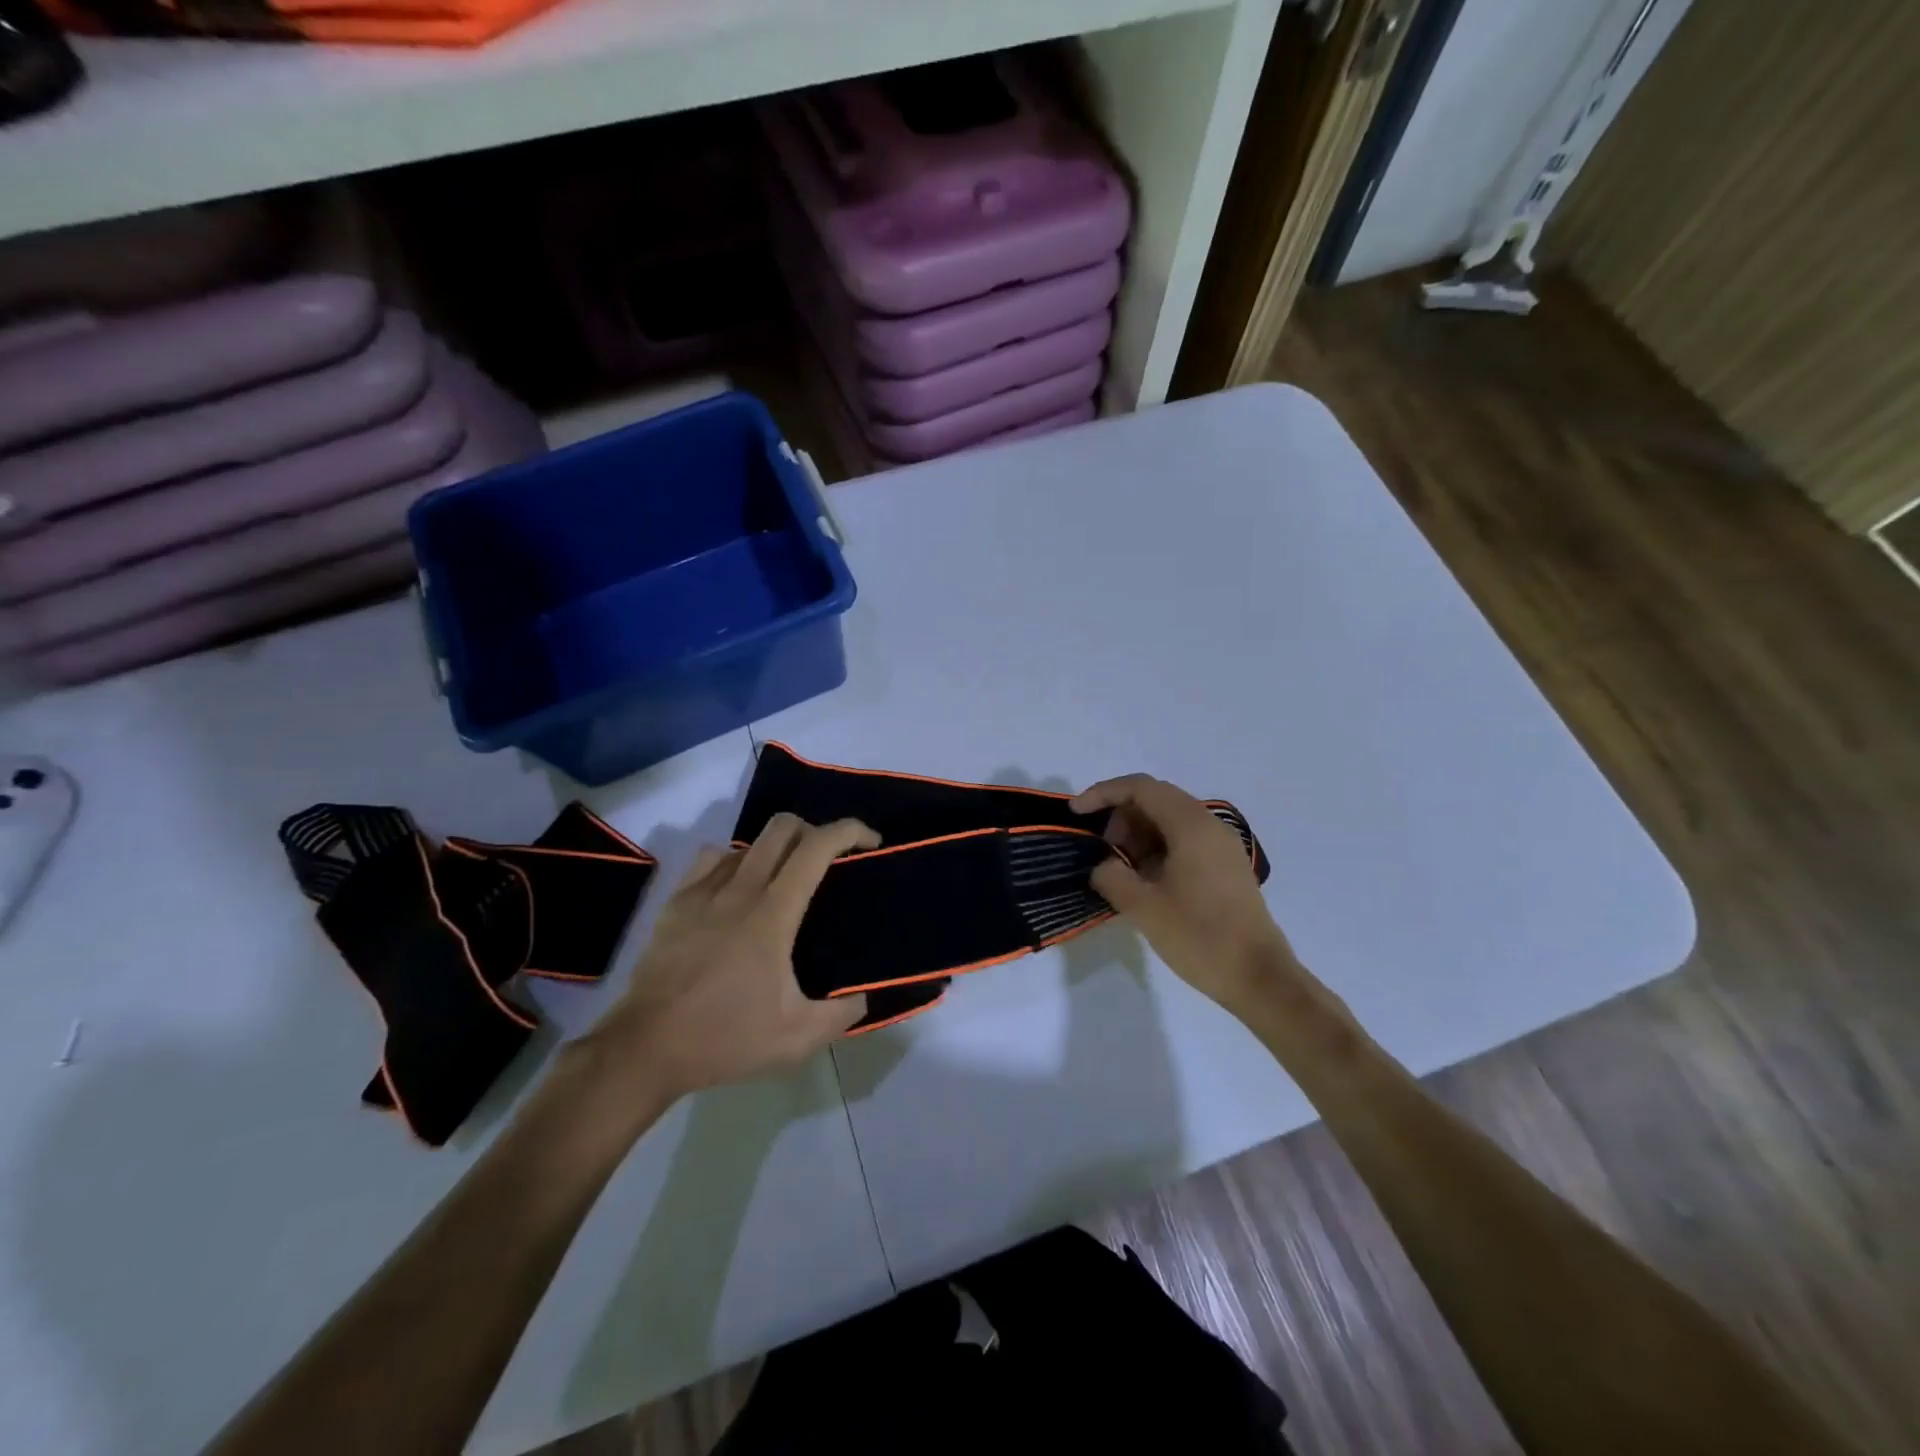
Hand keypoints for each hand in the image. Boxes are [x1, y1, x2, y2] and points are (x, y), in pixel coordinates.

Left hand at [587, 815, 875, 1106]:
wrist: (645, 1048)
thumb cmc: (724, 1038)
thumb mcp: (796, 1038)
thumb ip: (841, 1014)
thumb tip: (862, 996)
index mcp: (773, 913)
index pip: (817, 847)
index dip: (850, 831)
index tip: (871, 842)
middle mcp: (740, 889)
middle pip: (783, 827)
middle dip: (815, 830)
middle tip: (829, 861)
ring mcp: (703, 891)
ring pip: (748, 842)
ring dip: (776, 849)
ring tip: (784, 880)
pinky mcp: (676, 901)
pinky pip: (713, 858)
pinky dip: (735, 861)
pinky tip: (737, 890)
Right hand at [1072, 774, 1294, 1013]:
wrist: (1260, 978)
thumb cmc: (1200, 937)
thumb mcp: (1143, 908)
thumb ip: (1112, 876)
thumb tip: (1104, 866)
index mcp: (1191, 825)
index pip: (1140, 788)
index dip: (1102, 794)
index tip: (1075, 814)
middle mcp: (1209, 825)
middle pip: (1155, 799)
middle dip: (1120, 817)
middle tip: (1101, 851)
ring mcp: (1221, 846)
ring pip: (1169, 820)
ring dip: (1138, 835)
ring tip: (1120, 870)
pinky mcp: (1226, 867)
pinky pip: (1184, 841)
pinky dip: (1157, 849)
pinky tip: (1145, 880)